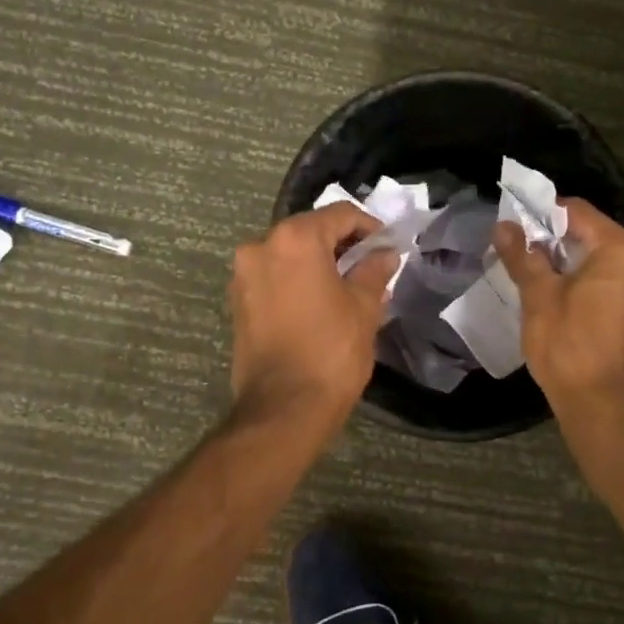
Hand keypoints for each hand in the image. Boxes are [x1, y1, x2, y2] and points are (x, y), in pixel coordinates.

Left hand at [229, 203, 400, 429]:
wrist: (284, 408)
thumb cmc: (331, 352)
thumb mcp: (364, 308)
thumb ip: (374, 271)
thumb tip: (384, 254)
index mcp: (294, 239)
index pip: (339, 215)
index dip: (368, 227)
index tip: (387, 246)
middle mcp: (260, 247)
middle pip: (309, 231)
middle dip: (340, 245)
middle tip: (369, 266)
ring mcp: (243, 276)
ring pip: (288, 256)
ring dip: (317, 264)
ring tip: (345, 287)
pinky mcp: (237, 304)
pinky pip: (273, 279)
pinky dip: (296, 282)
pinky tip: (318, 304)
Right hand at [493, 197, 623, 414]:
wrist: (604, 409)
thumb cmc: (570, 346)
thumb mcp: (539, 297)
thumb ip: (522, 257)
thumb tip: (503, 226)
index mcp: (620, 250)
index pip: (577, 211)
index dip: (541, 214)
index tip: (510, 225)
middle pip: (589, 236)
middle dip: (550, 241)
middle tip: (513, 251)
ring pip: (596, 264)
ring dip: (562, 265)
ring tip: (527, 276)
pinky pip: (604, 287)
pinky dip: (578, 286)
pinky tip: (551, 302)